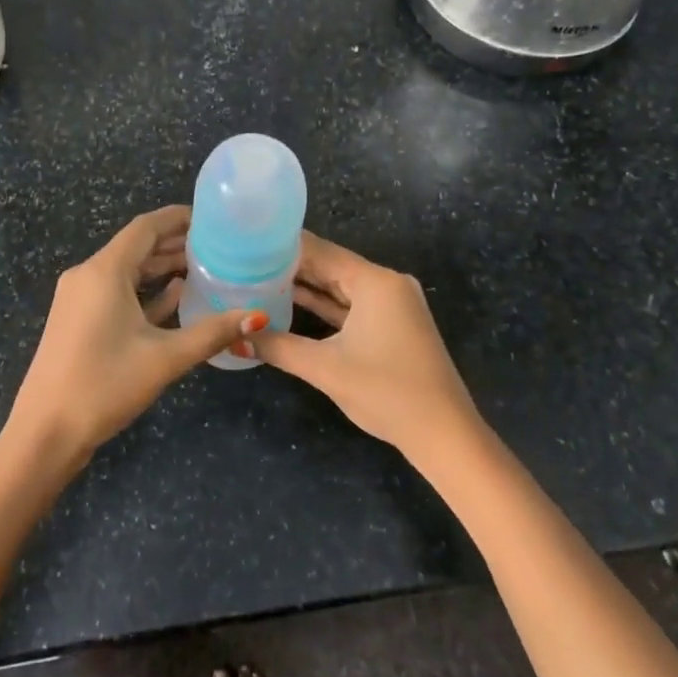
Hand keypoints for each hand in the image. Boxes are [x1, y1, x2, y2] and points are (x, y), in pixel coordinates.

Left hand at [7, 206, 266, 455]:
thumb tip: (256, 317)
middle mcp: (88, 275)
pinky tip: (176, 296)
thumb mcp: (164, 358)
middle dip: (175, 244)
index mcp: (104, 271)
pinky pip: (116, 293)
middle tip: (218, 245)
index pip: (146, 227)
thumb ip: (211, 333)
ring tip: (205, 268)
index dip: (178, 218)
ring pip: (127, 271)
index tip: (212, 218)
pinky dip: (145, 291)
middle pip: (137, 247)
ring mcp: (79, 299)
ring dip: (162, 268)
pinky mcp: (78, 320)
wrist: (45, 431)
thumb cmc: (104, 385)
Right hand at [252, 232, 484, 457]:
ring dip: (306, 287)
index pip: (320, 251)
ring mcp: (393, 306)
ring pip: (340, 288)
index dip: (282, 248)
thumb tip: (234, 338)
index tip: (247, 244)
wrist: (443, 433)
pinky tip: (291, 304)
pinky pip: (352, 306)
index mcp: (375, 281)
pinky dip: (325, 306)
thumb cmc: (386, 391)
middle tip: (245, 262)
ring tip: (259, 279)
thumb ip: (277, 347)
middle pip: (331, 266)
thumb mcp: (325, 368)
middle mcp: (387, 284)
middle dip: (290, 267)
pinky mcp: (393, 326)